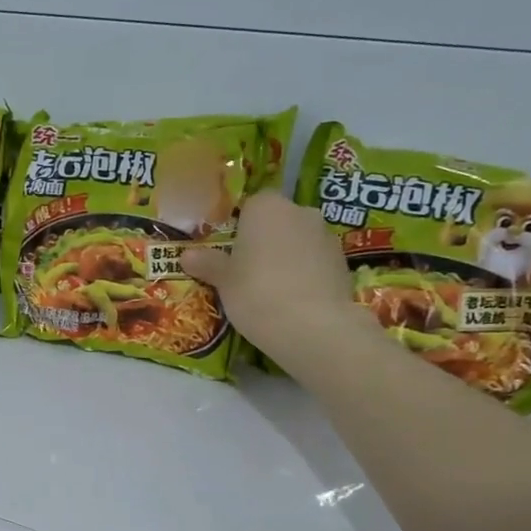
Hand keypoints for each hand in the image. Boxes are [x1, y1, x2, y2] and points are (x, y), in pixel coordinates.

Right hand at [181, 191, 366, 369]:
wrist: (313, 327)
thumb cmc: (257, 292)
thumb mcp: (223, 280)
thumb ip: (207, 263)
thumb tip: (186, 255)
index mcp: (267, 207)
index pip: (253, 203)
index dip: (241, 224)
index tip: (230, 248)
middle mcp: (301, 213)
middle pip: (278, 221)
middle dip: (265, 239)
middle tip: (246, 268)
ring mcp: (327, 238)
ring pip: (299, 241)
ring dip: (287, 257)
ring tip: (270, 288)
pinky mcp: (344, 264)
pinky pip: (316, 263)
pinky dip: (305, 274)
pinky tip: (292, 300)